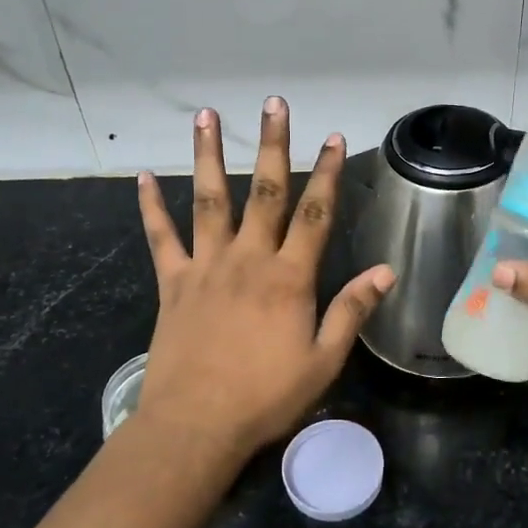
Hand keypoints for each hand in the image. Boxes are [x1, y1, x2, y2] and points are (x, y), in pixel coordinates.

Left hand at [134, 97, 394, 465]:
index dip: (327, 173)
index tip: (334, 137)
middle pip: (265, 192)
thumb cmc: (266, 397)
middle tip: (274, 103)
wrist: (197, 424)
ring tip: (207, 115)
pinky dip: (151, 207)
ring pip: (209, 200)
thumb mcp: (323, 360)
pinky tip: (142, 177)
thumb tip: (385, 271)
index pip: (315, 214)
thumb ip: (351, 311)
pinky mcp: (173, 283)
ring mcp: (206, 267)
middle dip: (273, 145)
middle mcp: (248, 259)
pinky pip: (161, 238)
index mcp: (289, 278)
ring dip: (209, 156)